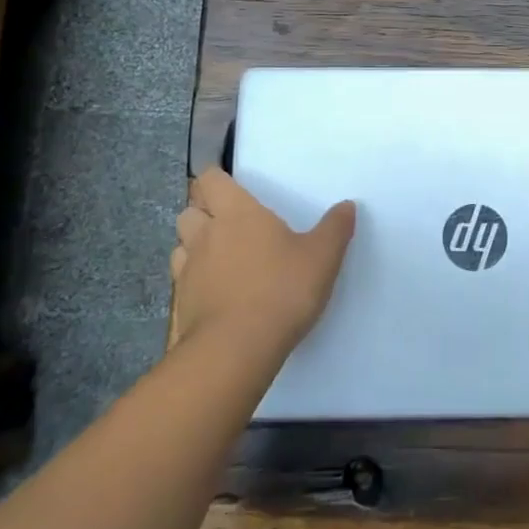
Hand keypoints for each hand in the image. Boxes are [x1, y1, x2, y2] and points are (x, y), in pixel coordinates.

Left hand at [169, 168, 356, 356]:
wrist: (236, 349)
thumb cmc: (281, 290)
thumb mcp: (322, 257)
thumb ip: (335, 228)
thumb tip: (347, 205)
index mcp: (237, 213)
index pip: (211, 180)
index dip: (216, 179)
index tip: (230, 185)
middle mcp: (206, 234)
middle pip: (189, 210)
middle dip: (203, 212)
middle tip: (228, 223)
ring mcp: (188, 270)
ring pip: (181, 245)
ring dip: (194, 245)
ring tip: (219, 257)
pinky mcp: (181, 304)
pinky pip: (182, 281)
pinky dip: (194, 280)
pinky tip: (215, 292)